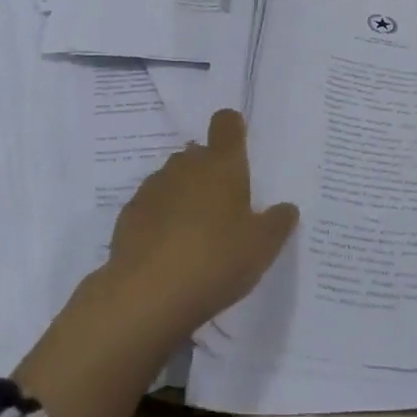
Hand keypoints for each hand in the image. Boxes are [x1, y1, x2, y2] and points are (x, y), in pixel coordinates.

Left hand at [103, 109, 298, 339]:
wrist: (147, 294)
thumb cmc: (215, 260)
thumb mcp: (261, 248)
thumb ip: (277, 223)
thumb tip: (287, 208)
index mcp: (222, 164)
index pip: (226, 123)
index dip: (233, 130)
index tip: (239, 151)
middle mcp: (186, 165)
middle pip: (199, 154)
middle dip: (210, 173)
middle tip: (224, 209)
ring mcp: (154, 186)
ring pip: (174, 179)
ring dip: (184, 195)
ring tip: (195, 235)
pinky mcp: (130, 212)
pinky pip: (152, 205)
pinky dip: (160, 218)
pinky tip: (167, 251)